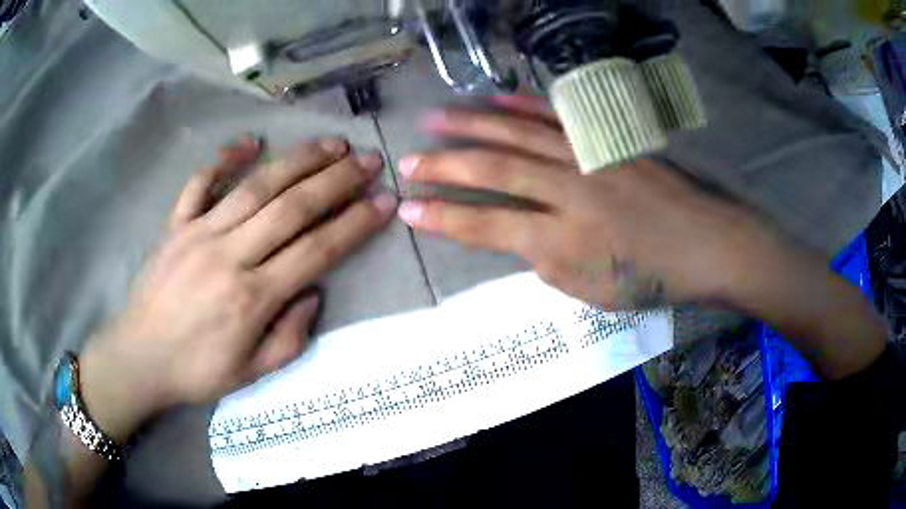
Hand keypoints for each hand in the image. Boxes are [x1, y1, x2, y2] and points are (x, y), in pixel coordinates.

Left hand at [78, 137, 397, 440]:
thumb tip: (311, 293)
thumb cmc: (196, 371)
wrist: (139, 357)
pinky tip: (250, 142)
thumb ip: (290, 337)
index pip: (316, 250)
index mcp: (252, 297)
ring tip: (330, 144)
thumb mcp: (251, 373)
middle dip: (337, 180)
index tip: (385, 201)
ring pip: (255, 186)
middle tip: (368, 159)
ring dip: (297, 161)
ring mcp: (198, 233)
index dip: (356, 223)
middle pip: (292, 207)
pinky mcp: (175, 225)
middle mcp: (229, 255)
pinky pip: (200, 183)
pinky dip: (224, 159)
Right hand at [397, 96, 773, 309]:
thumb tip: (514, 232)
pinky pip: (558, 119)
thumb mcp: (590, 292)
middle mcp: (570, 193)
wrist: (707, 245)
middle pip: (495, 172)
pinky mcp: (608, 141)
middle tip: (408, 160)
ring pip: (519, 135)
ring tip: (436, 118)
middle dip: (445, 166)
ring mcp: (591, 159)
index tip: (407, 208)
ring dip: (472, 125)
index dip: (443, 218)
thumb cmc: (651, 279)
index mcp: (564, 243)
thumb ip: (544, 260)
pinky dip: (522, 106)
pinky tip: (495, 99)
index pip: (487, 226)